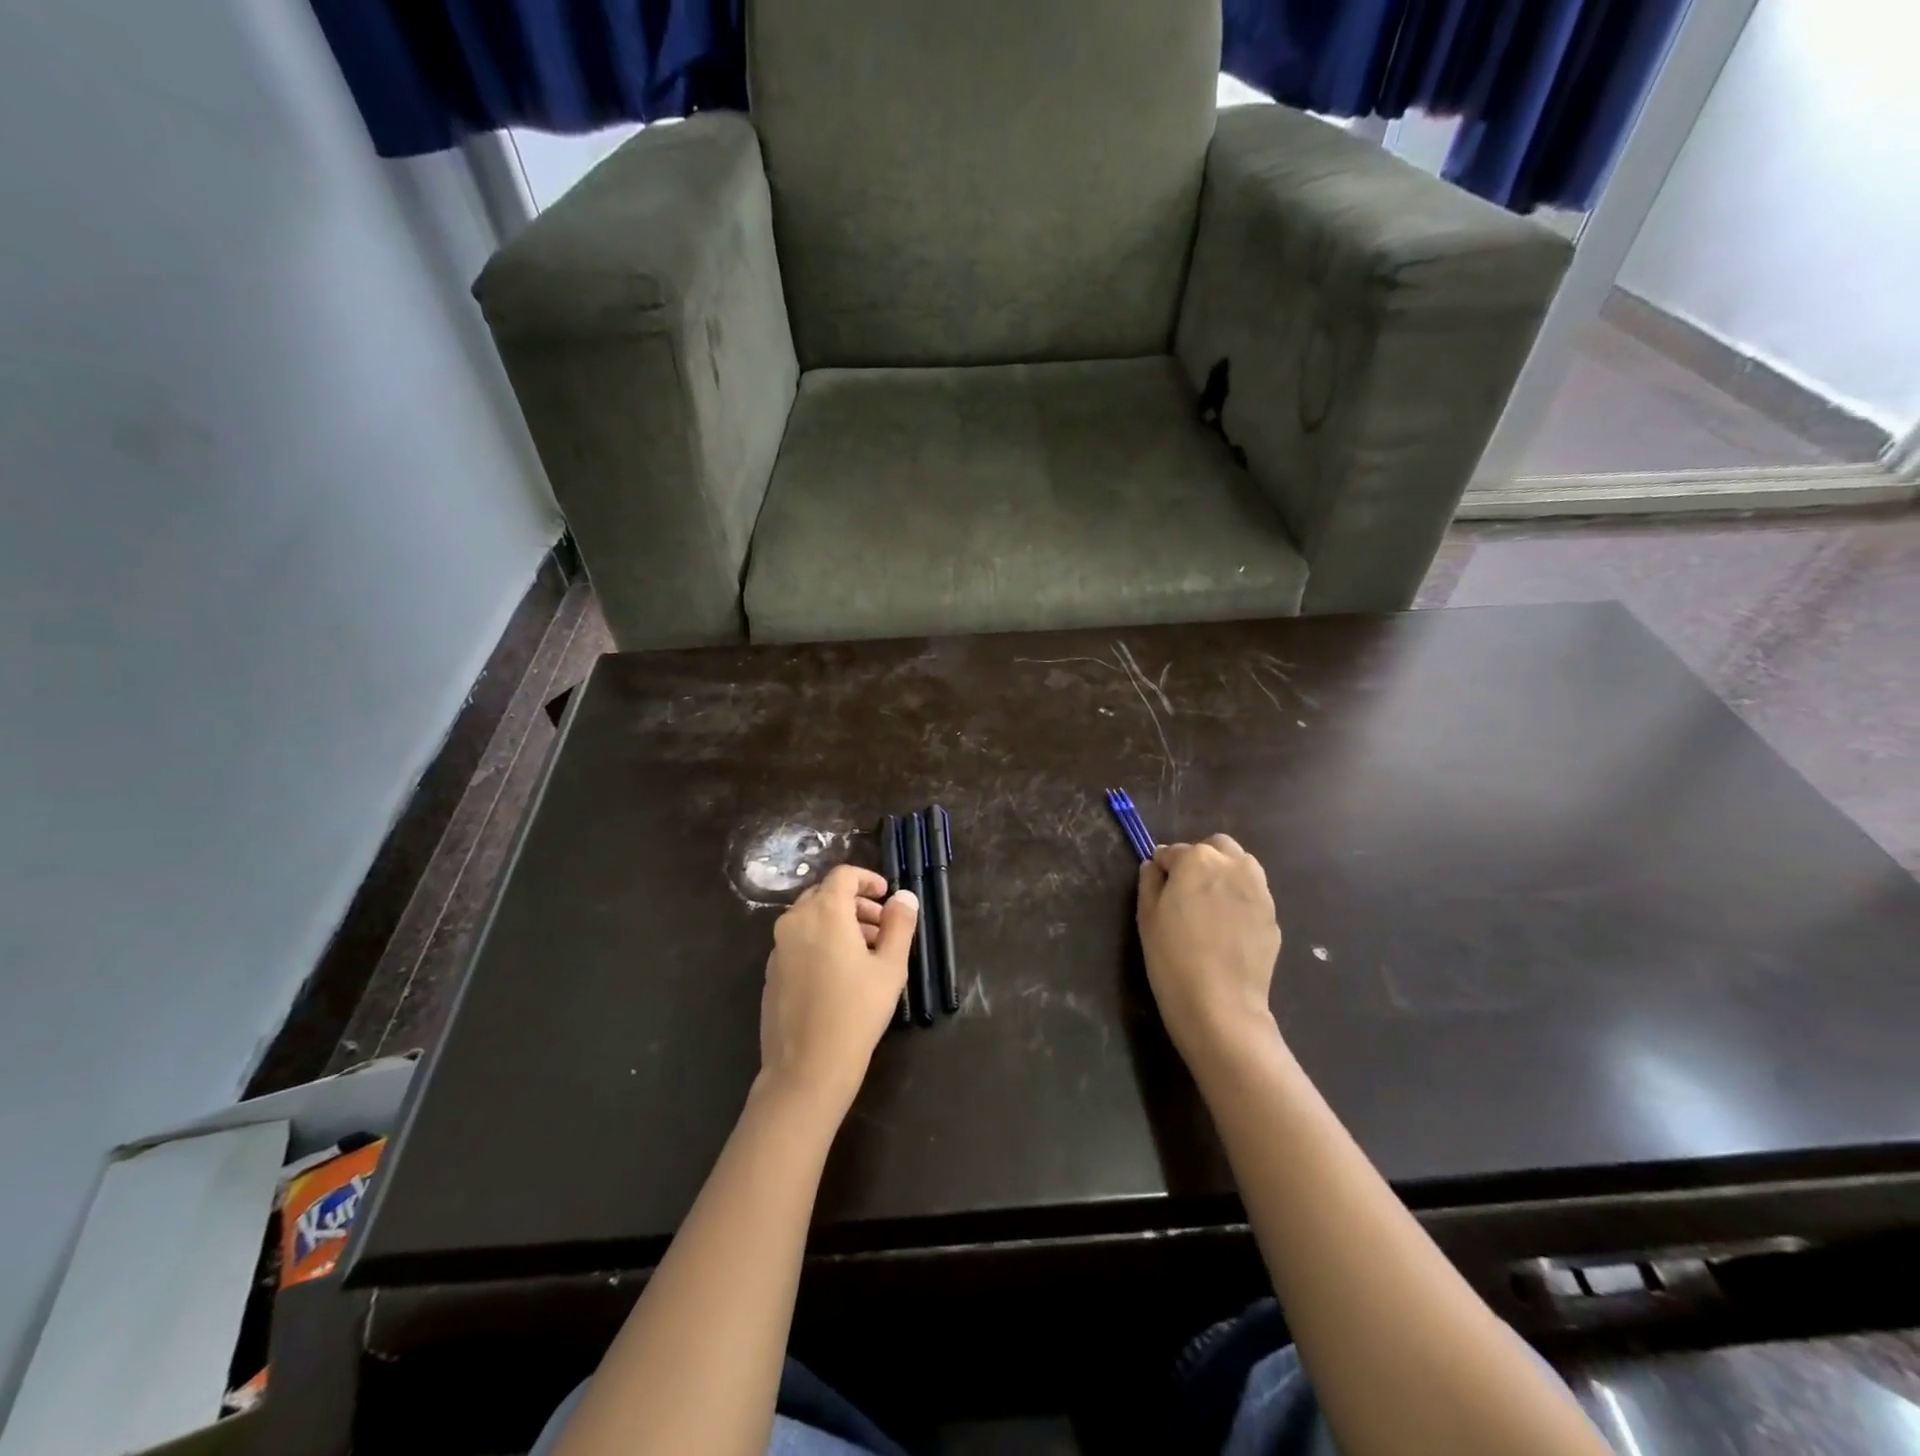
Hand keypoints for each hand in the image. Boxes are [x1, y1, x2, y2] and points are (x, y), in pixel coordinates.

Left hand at [759, 865, 916, 1117]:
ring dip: (838, 923)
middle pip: (825, 895)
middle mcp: (795, 921)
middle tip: (881, 927)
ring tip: (866, 952)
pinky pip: (798, 942)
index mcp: (824, 912)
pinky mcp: (771, 972)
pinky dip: (820, 942)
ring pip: (810, 919)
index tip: (886, 896)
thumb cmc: (856, 1012)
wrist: (806, 1068)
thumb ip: (899, 925)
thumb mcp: (890, 967)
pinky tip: (839, 974)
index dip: (868, 879)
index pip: (843, 875)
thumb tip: (903, 897)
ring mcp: (778, 948)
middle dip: (855, 904)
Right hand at [1137, 835, 1282, 1070]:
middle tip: (1187, 892)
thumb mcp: (1147, 916)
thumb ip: (1150, 881)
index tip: (1159, 889)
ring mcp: (1259, 889)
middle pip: (1216, 847)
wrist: (1220, 1004)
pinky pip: (1253, 894)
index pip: (1174, 852)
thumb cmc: (1172, 957)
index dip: (1164, 869)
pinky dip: (1240, 900)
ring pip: (1241, 865)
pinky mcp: (1273, 914)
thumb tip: (1155, 866)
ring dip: (1225, 874)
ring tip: (1211, 907)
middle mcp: (1233, 865)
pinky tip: (1228, 929)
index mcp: (1198, 859)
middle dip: (1200, 860)